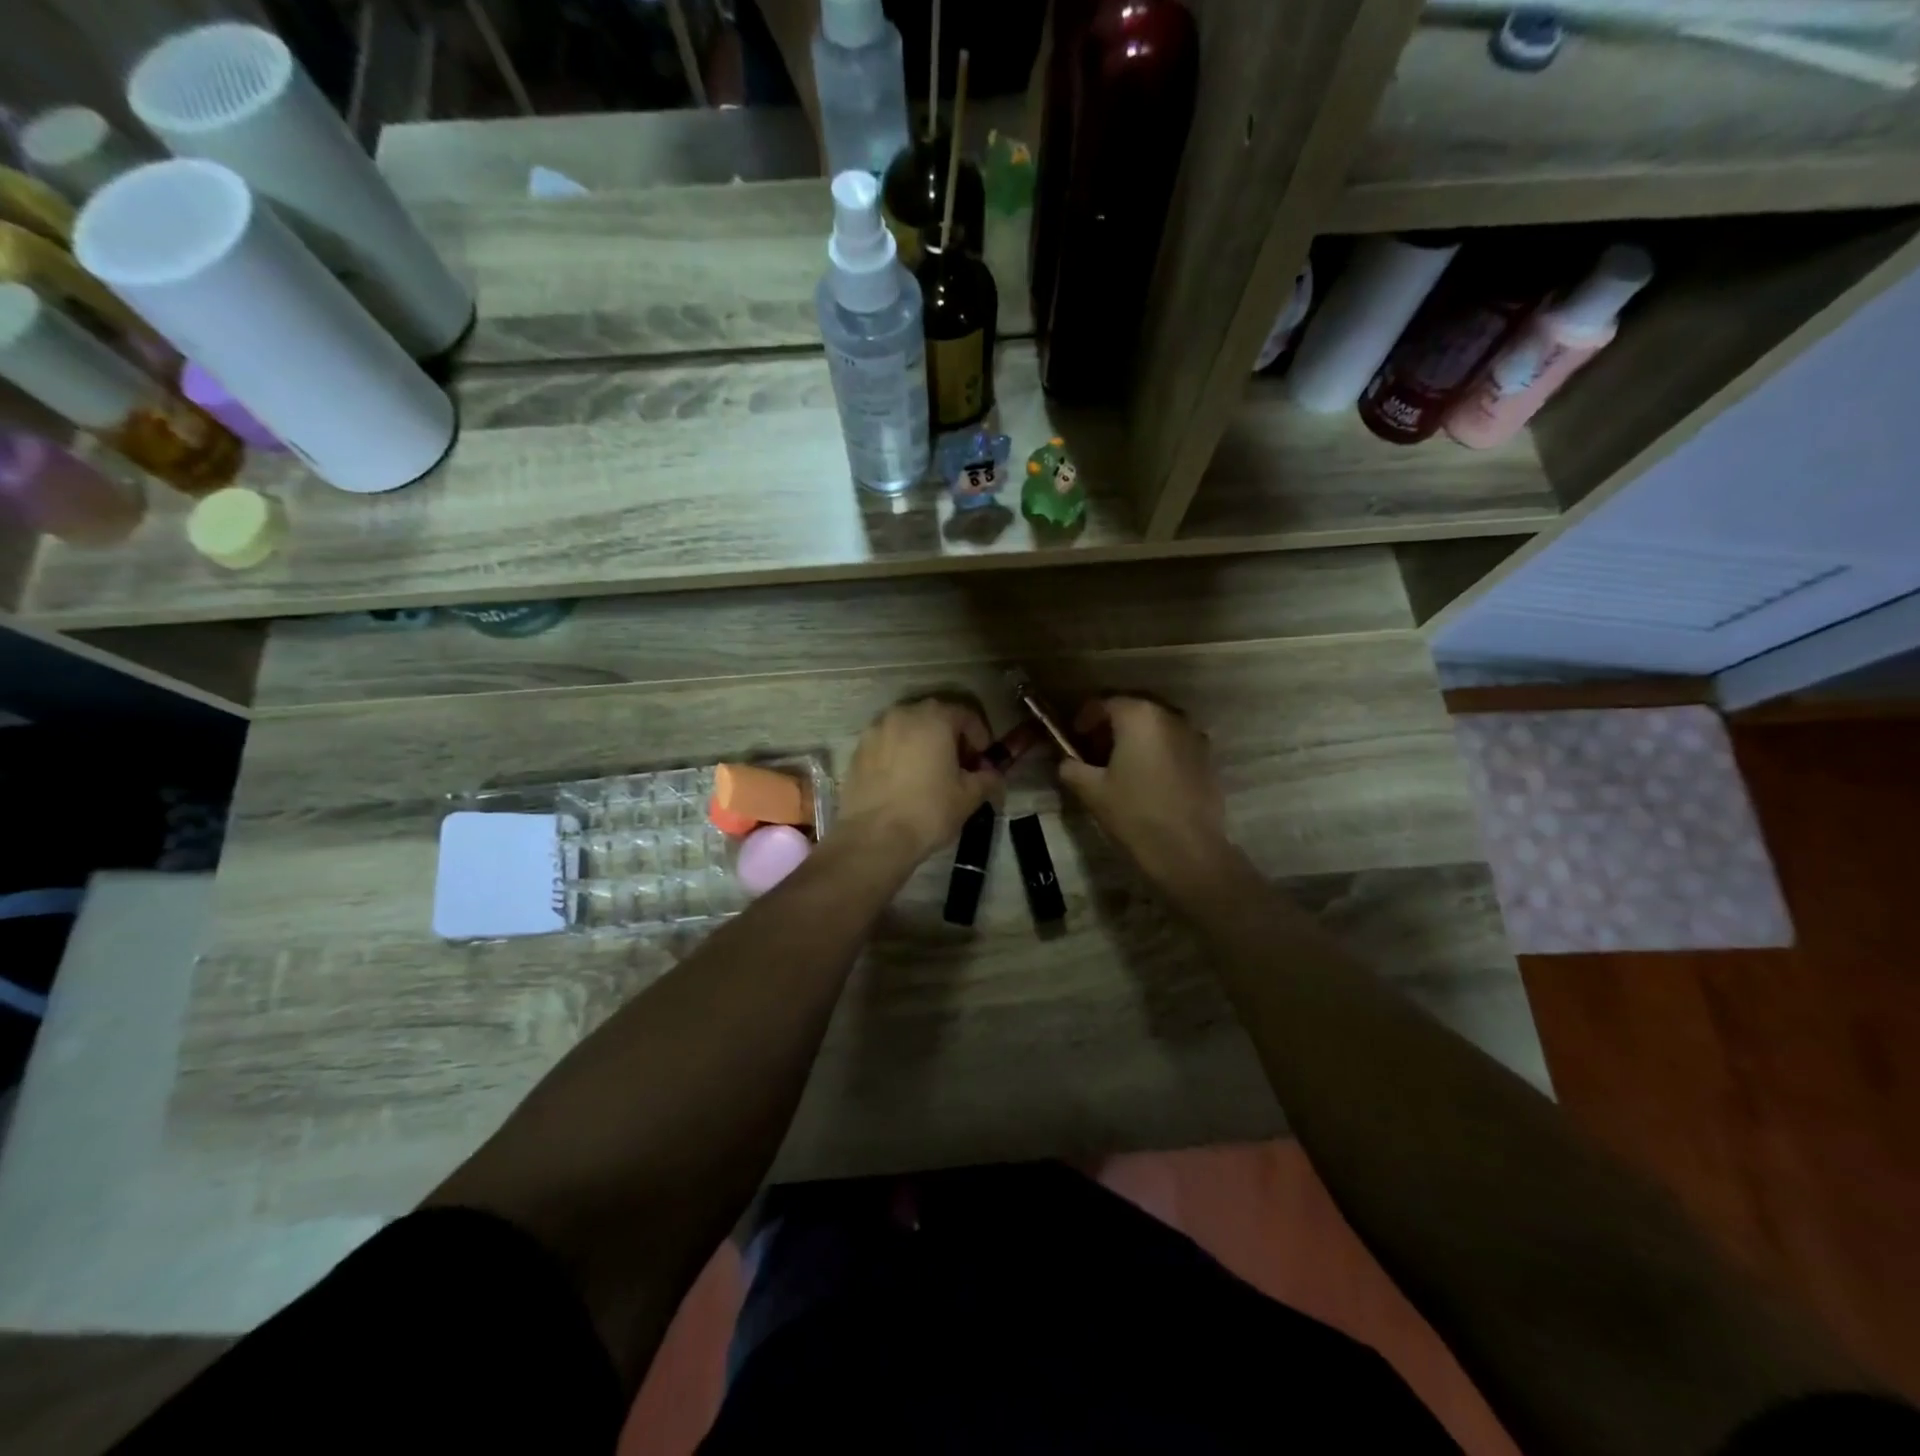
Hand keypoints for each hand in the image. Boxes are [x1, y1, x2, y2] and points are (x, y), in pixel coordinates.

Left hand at [834, 699, 999, 867]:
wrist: (874, 837)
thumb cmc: (929, 811)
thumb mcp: (969, 796)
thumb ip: (987, 778)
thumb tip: (993, 775)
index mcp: (934, 718)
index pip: (965, 714)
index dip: (979, 735)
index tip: (982, 759)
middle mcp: (902, 714)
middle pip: (935, 716)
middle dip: (951, 736)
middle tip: (959, 765)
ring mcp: (875, 730)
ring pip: (908, 728)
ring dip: (923, 743)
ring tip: (930, 771)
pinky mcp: (858, 750)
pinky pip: (887, 744)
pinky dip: (899, 753)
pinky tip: (904, 780)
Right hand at [1059, 696, 1235, 895]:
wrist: (1187, 850)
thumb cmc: (1134, 813)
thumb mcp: (1091, 790)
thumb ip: (1072, 767)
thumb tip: (1066, 761)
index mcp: (1139, 716)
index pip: (1105, 703)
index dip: (1085, 717)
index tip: (1074, 737)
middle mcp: (1170, 716)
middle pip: (1133, 710)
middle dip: (1111, 726)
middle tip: (1094, 751)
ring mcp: (1194, 736)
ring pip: (1156, 727)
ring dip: (1136, 739)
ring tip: (1120, 766)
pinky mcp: (1207, 759)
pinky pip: (1174, 745)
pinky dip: (1157, 752)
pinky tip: (1147, 779)